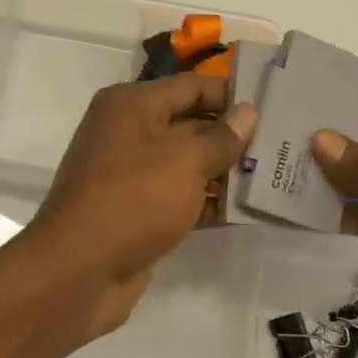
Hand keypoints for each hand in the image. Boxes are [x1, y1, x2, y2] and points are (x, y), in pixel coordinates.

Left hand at [21, 73, 256, 341]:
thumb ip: (221, 137)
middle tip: (280, 144)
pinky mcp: (135, 210)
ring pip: (186, 163)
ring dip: (224, 171)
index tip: (272, 106)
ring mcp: (129, 173)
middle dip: (232, 135)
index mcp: (132, 104)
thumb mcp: (185, 161)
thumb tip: (247, 113)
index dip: (231, 94)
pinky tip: (243, 211)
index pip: (191, 86)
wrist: (78, 271)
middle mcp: (127, 131)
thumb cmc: (134, 198)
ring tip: (272, 176)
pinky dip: (206, 201)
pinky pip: (178, 196)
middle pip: (189, 123)